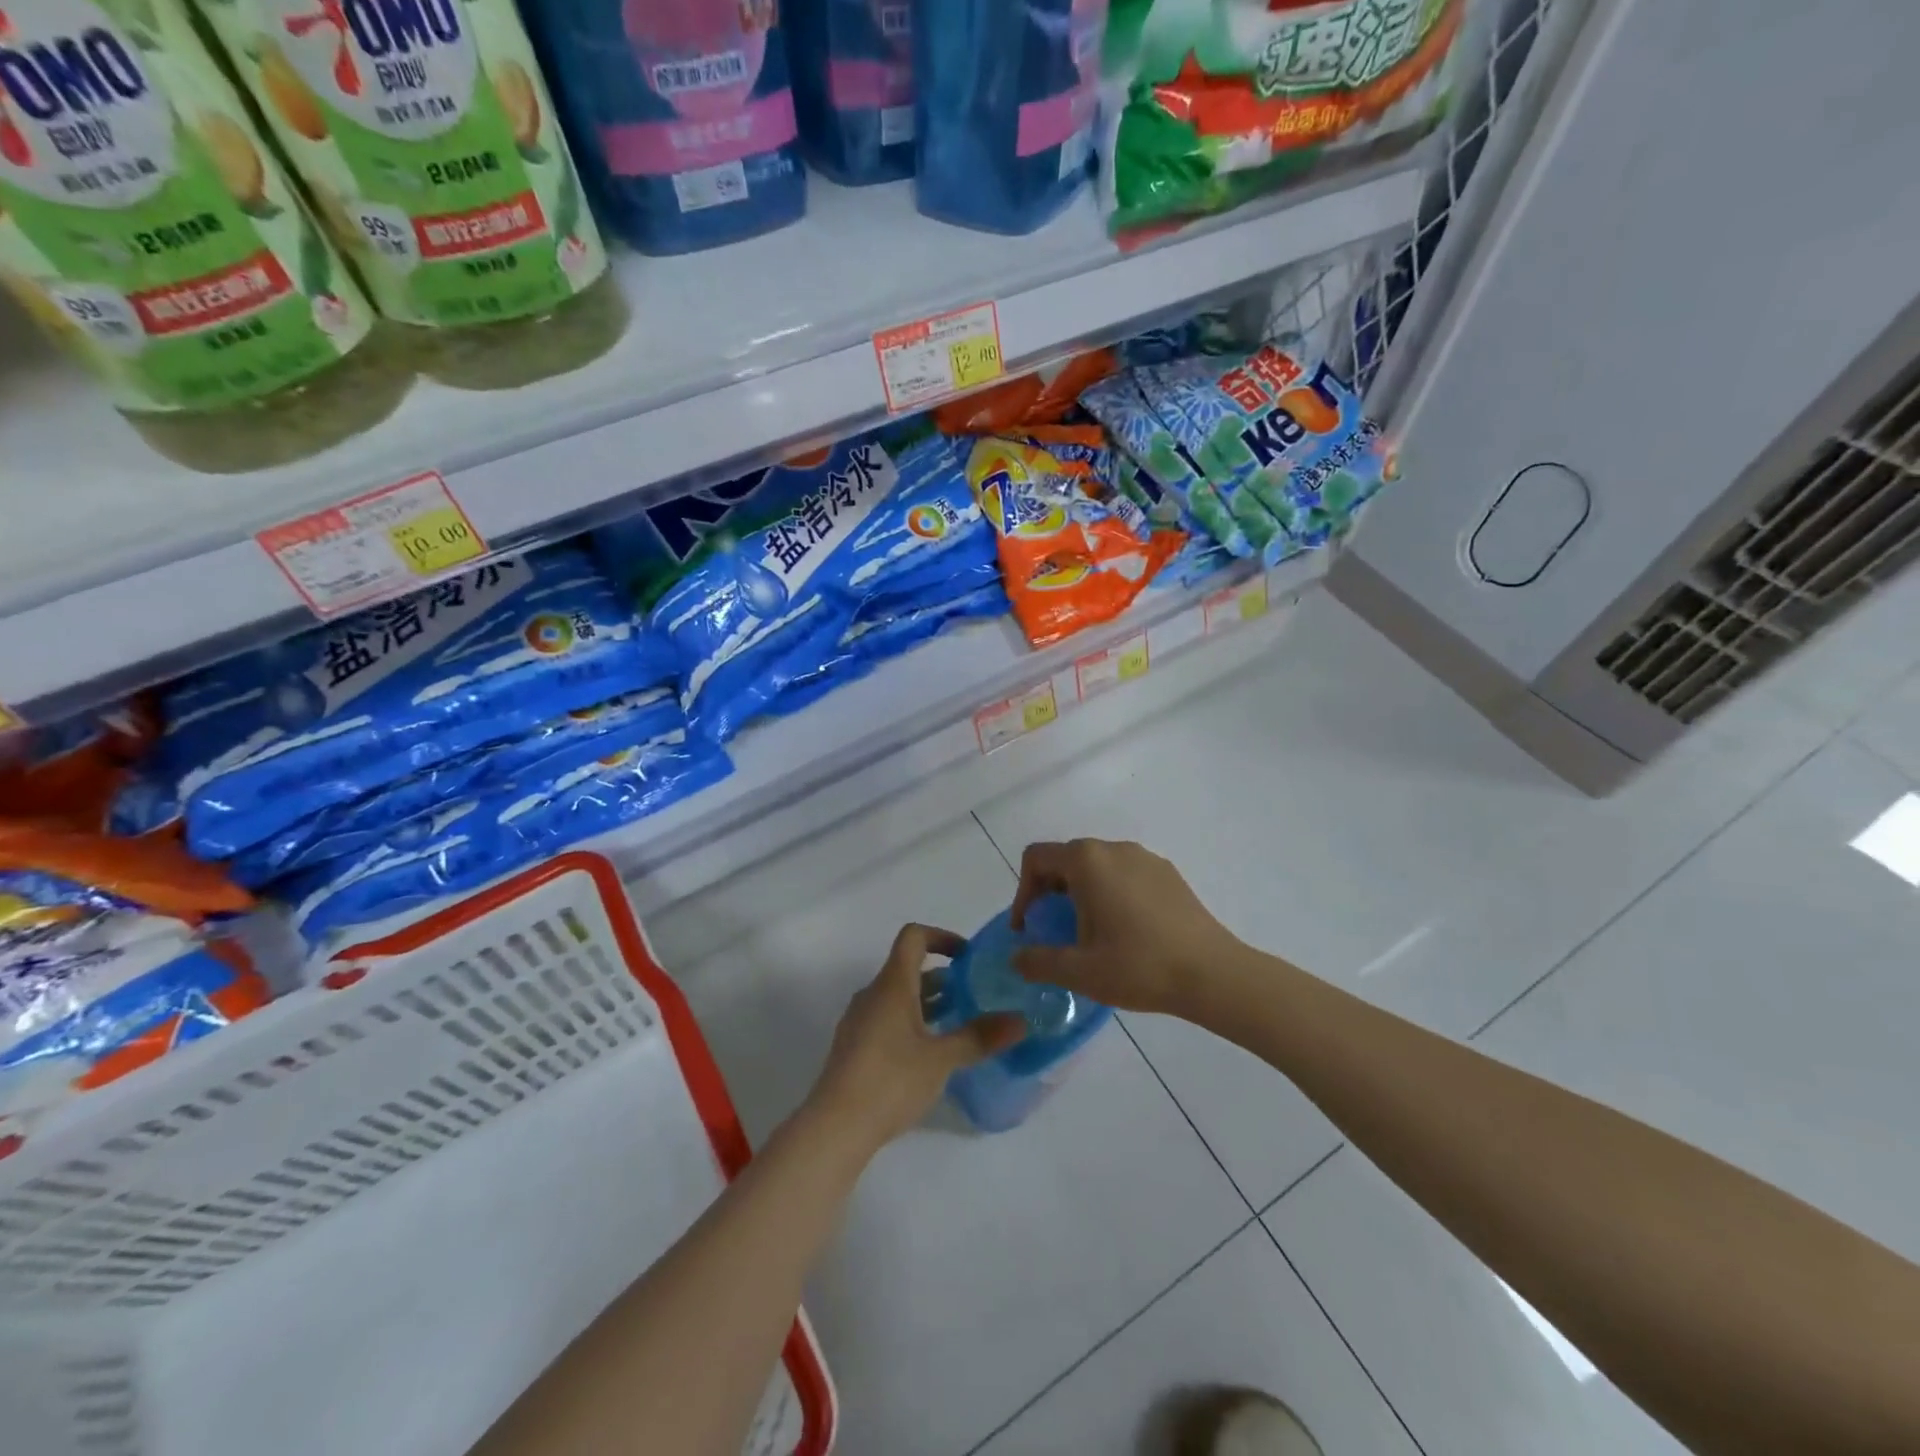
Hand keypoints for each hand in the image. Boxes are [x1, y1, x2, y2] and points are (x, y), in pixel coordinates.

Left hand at [805, 923, 1023, 1153]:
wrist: (834, 1127)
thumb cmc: (890, 1081)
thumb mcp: (942, 1059)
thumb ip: (980, 1037)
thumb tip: (1021, 1020)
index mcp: (892, 984)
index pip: (913, 937)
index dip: (942, 936)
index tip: (968, 957)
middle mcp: (873, 994)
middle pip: (908, 968)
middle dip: (943, 977)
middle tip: (975, 995)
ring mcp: (860, 1021)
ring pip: (898, 997)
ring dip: (929, 1002)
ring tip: (960, 1024)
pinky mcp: (855, 1047)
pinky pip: (887, 1019)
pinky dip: (912, 1023)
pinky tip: (930, 1054)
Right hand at [1010, 839, 1245, 1016]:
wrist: (1213, 974)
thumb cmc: (1139, 966)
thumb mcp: (1079, 971)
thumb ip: (1038, 961)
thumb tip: (1017, 957)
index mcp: (1087, 861)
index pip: (1037, 858)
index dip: (1023, 892)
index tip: (1029, 928)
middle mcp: (1115, 849)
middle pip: (1066, 860)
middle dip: (1050, 894)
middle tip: (1055, 934)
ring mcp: (1145, 858)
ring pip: (1097, 867)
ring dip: (1081, 895)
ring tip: (1090, 936)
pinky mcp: (1168, 874)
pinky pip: (1125, 875)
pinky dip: (1111, 895)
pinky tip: (1126, 933)